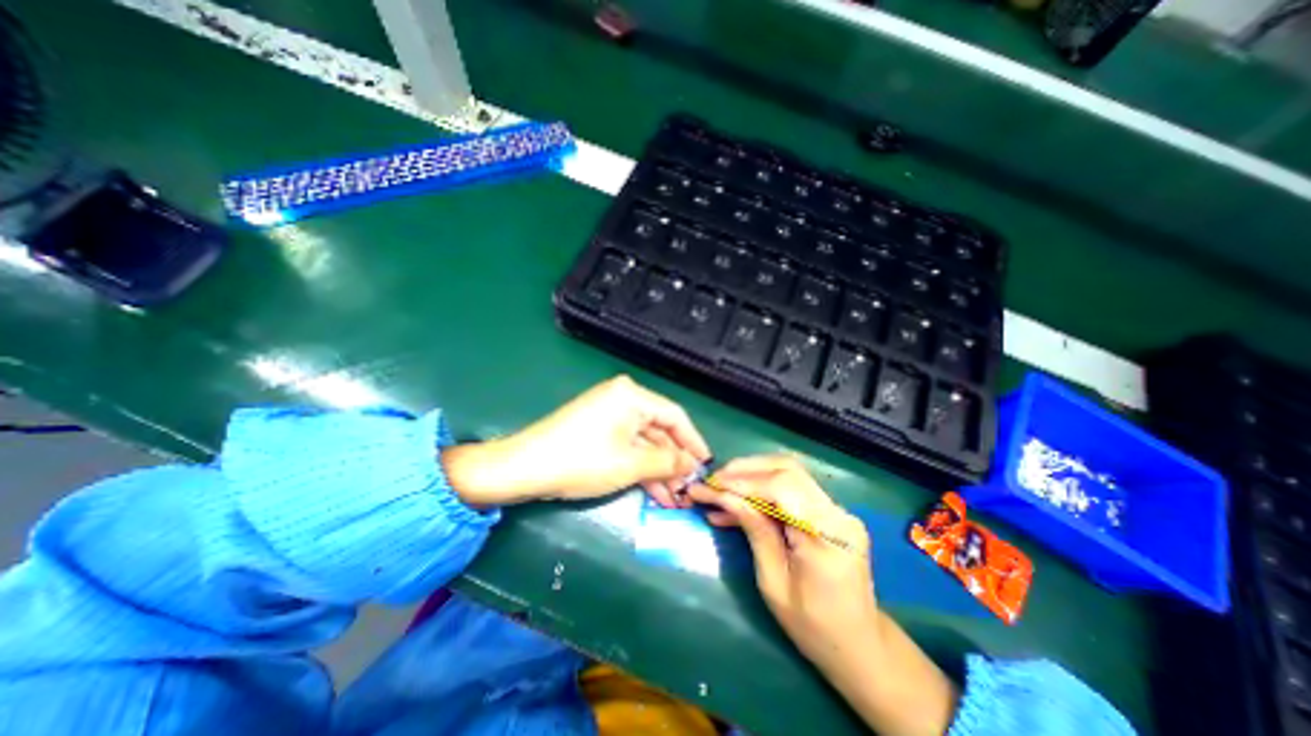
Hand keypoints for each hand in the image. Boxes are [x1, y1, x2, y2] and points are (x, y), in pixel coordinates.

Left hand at [442, 377, 712, 507]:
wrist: (523, 469)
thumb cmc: (582, 461)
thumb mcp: (631, 464)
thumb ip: (667, 462)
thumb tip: (692, 465)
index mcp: (632, 395)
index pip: (674, 416)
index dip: (693, 441)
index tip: (706, 464)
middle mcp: (622, 398)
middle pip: (659, 430)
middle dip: (674, 461)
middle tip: (689, 488)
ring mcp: (608, 414)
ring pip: (643, 442)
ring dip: (658, 469)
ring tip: (674, 498)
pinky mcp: (597, 430)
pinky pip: (627, 446)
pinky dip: (640, 467)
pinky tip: (653, 492)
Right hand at [689, 457, 879, 674]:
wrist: (859, 645)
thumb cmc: (813, 627)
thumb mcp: (774, 583)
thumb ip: (754, 531)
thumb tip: (726, 496)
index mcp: (826, 535)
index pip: (782, 486)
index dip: (743, 481)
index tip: (710, 485)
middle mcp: (837, 513)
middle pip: (787, 469)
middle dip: (745, 470)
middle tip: (714, 481)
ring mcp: (836, 509)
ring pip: (788, 472)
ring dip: (751, 476)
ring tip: (720, 489)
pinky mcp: (829, 511)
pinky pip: (791, 489)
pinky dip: (762, 489)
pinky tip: (737, 503)